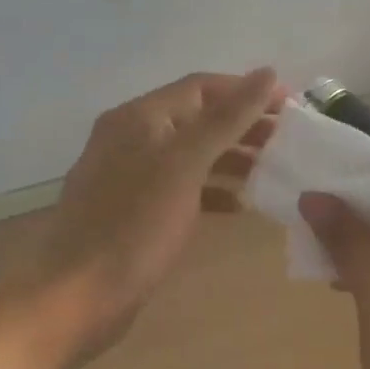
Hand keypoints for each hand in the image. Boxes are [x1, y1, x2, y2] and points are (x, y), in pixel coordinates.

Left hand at [29, 69, 280, 354]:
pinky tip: (237, 207)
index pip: (201, 87)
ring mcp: (128, 177)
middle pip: (196, 119)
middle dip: (242, 127)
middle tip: (287, 144)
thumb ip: (226, 120)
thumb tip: (266, 73)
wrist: (77, 296)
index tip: (291, 108)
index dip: (247, 92)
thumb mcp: (184, 165)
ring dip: (230, 159)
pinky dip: (210, 191)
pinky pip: (179, 188)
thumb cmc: (134, 227)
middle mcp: (130, 138)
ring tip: (271, 172)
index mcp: (139, 117)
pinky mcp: (132, 212)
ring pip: (189, 156)